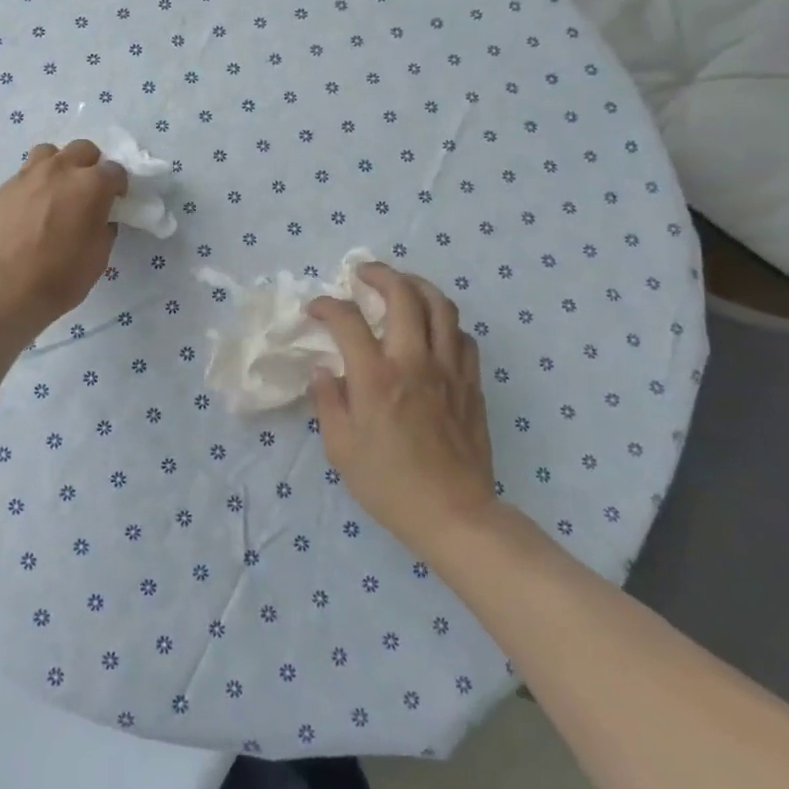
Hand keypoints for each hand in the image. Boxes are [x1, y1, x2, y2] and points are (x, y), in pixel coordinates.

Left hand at [0, 140, 127, 334]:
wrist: (3, 287)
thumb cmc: (60, 276)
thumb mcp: (98, 256)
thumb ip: (103, 227)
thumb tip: (100, 218)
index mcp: (90, 185)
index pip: (115, 170)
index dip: (118, 186)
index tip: (115, 201)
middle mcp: (59, 170)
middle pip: (82, 149)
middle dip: (90, 165)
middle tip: (88, 191)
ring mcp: (27, 176)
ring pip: (48, 153)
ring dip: (58, 166)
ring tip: (56, 192)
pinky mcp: (2, 189)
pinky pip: (23, 177)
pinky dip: (33, 187)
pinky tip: (29, 212)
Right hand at [308, 264, 498, 552]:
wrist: (454, 514)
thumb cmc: (389, 484)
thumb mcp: (341, 448)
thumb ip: (328, 402)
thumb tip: (324, 370)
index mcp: (376, 377)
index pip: (349, 320)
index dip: (328, 306)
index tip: (316, 309)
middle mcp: (415, 361)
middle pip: (403, 294)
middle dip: (379, 274)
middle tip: (362, 274)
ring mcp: (449, 370)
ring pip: (441, 306)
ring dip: (418, 287)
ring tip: (401, 286)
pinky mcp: (471, 384)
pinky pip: (463, 336)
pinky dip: (445, 322)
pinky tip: (432, 329)